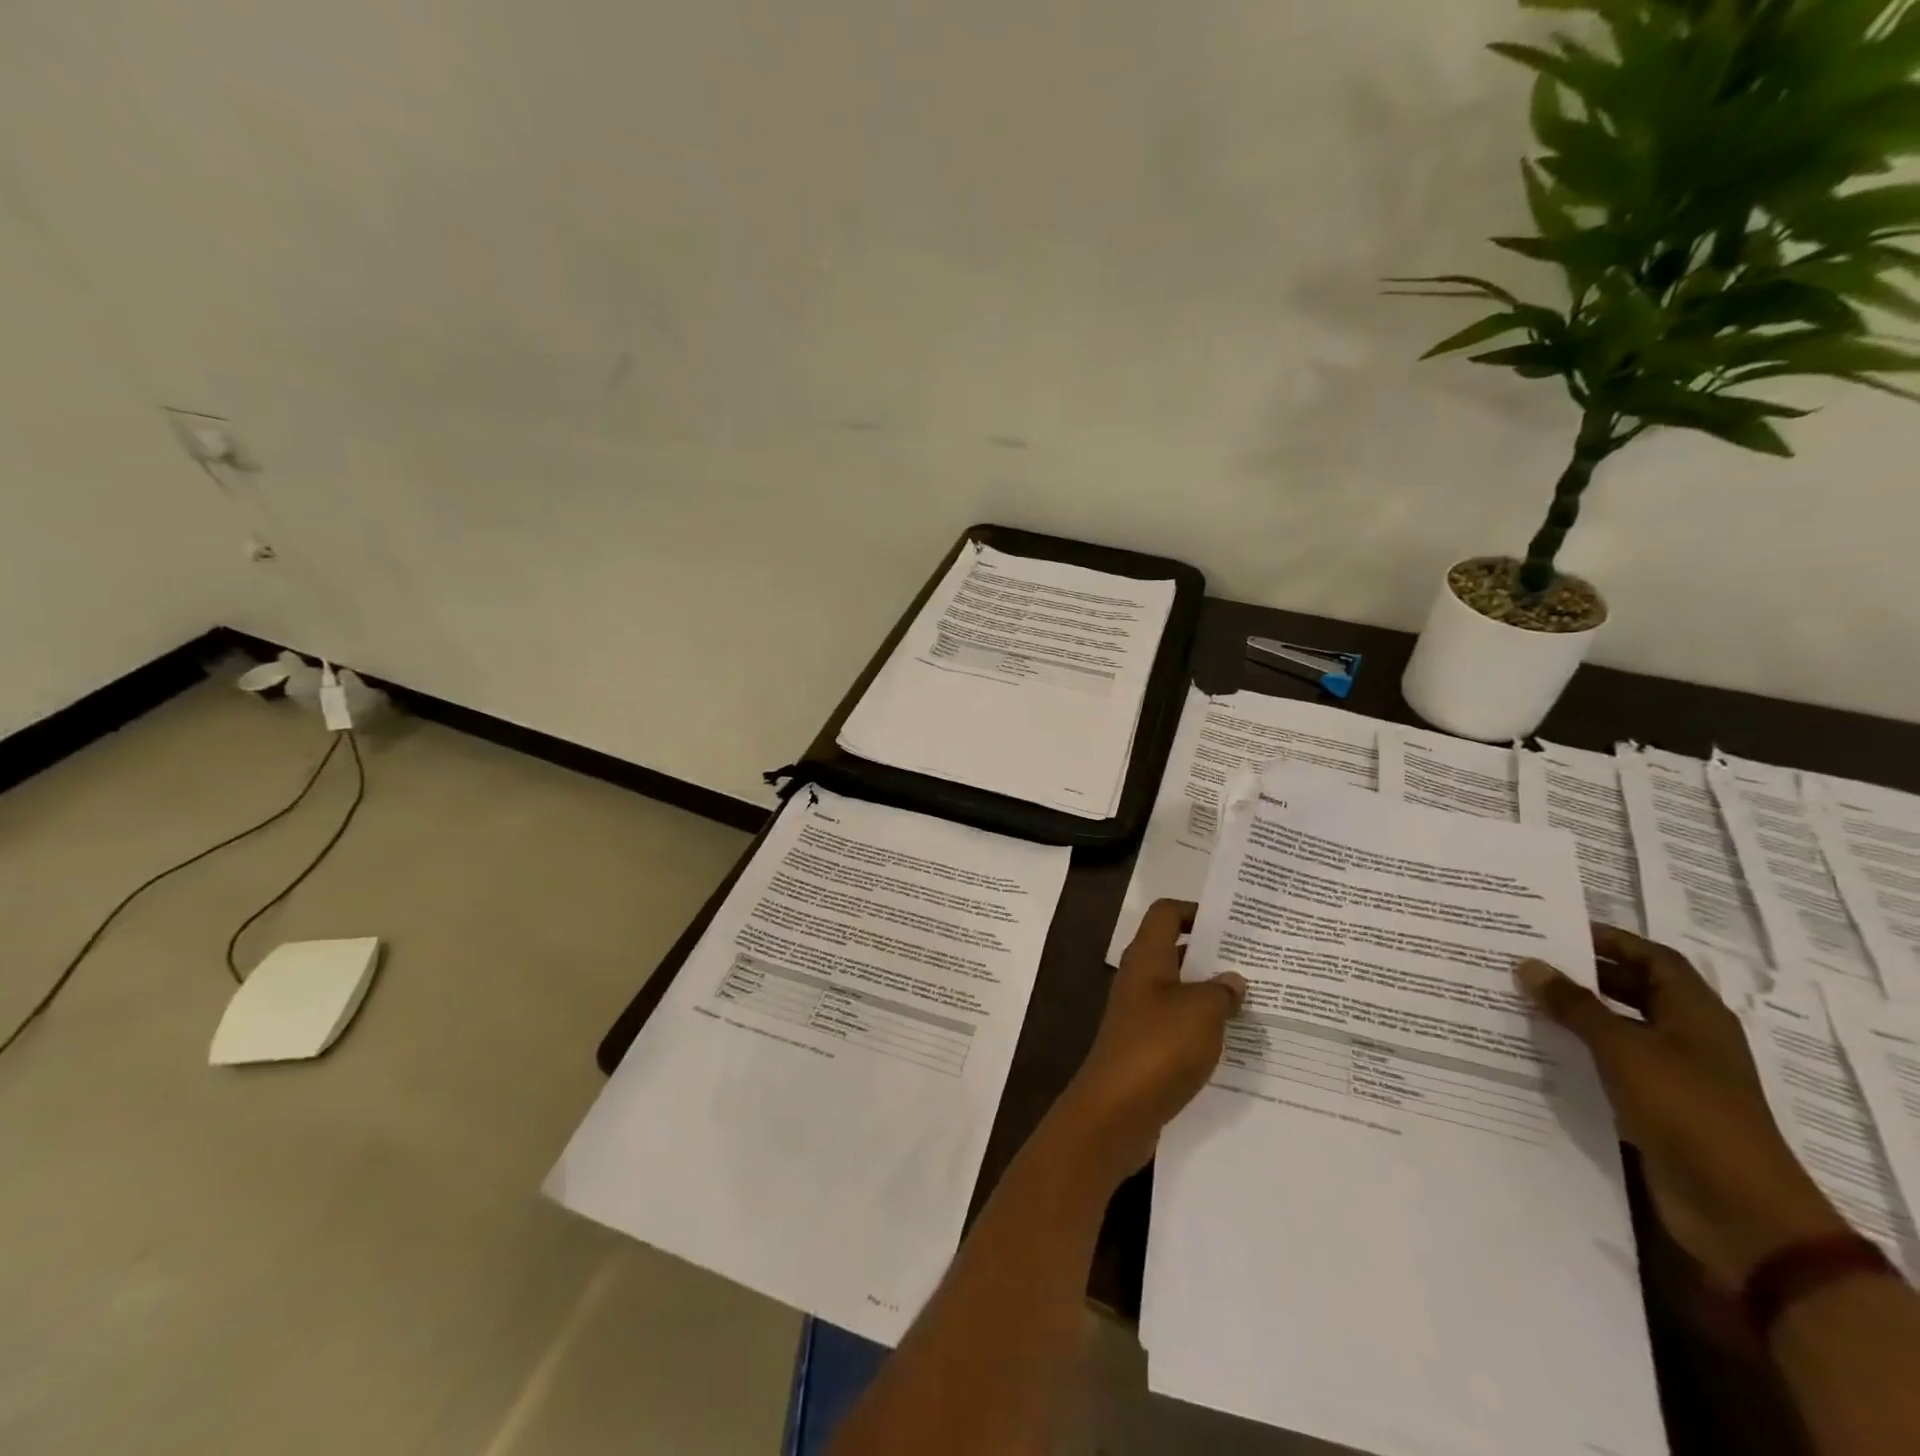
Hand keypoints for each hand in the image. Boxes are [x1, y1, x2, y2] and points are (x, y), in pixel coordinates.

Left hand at [1057, 899, 1246, 1183]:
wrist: (1116, 1110)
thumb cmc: (1158, 1047)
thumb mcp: (1201, 1011)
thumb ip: (1222, 991)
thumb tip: (1233, 980)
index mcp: (1147, 958)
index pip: (1166, 914)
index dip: (1196, 911)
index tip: (1234, 923)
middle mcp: (1140, 979)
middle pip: (1176, 951)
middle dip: (1214, 954)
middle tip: (1258, 963)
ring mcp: (1140, 1014)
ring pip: (1181, 991)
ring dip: (1212, 994)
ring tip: (1258, 1002)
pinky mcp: (1146, 1047)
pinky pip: (1179, 1025)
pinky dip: (1204, 1027)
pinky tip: (1236, 1042)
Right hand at [1517, 925, 1847, 1287]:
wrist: (1737, 1208)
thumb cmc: (1687, 1109)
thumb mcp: (1624, 1048)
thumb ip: (1574, 1005)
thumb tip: (1528, 964)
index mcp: (1694, 1013)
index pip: (1651, 958)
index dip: (1609, 940)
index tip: (1554, 930)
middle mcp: (1687, 1037)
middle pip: (1634, 990)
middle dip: (1583, 974)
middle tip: (1524, 962)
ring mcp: (1673, 1074)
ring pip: (1617, 1028)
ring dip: (1575, 1014)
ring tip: (1519, 999)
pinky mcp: (1655, 1105)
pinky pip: (1610, 1064)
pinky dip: (1578, 1050)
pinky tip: (1537, 1047)